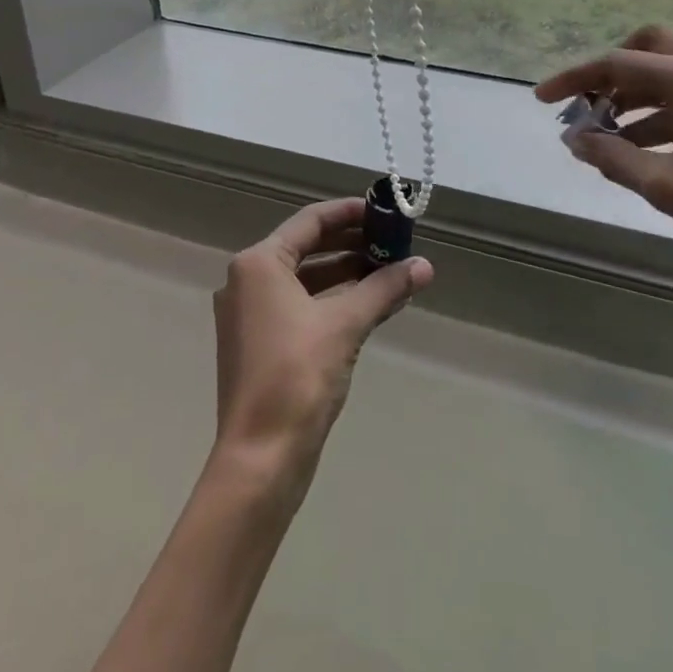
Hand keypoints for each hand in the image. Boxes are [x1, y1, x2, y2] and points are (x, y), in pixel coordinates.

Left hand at [212, 198, 431, 482]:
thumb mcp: (346, 324)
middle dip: (352, 243)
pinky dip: (332, 300)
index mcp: (259, 264)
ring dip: (345, 273)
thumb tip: (425, 266)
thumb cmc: (297, 376)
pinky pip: (300, 305)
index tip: (385, 212)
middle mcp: (247, 281)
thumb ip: (384, 288)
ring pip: (305, 278)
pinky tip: (367, 305)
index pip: (311, 221)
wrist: (260, 459)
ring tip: (388, 272)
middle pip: (307, 247)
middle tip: (393, 242)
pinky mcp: (258, 344)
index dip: (350, 212)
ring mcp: (249, 314)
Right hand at [535, 25, 672, 277]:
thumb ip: (612, 157)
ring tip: (604, 132)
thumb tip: (575, 139)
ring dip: (632, 95)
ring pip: (668, 72)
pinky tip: (639, 145)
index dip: (574, 79)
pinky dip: (659, 110)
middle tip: (587, 104)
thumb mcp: (666, 186)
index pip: (618, 64)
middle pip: (647, 48)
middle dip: (609, 73)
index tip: (542, 98)